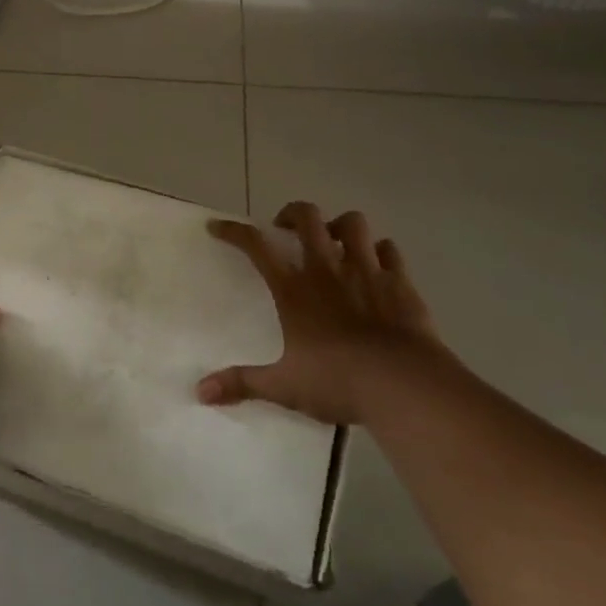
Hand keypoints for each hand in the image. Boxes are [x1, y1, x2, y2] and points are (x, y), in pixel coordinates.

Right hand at [197, 201, 442, 424]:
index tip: (218, 227)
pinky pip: (389, 250)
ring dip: (340, 226)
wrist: (404, 385)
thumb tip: (201, 392)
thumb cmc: (338, 382)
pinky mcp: (400, 282)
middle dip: (293, 213)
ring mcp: (367, 270)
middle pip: (307, 218)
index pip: (257, 246)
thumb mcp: (284, 387)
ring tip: (334, 241)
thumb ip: (242, 383)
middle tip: (286, 228)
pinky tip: (376, 265)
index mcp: (294, 289)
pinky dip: (379, 251)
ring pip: (352, 223)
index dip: (234, 231)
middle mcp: (327, 269)